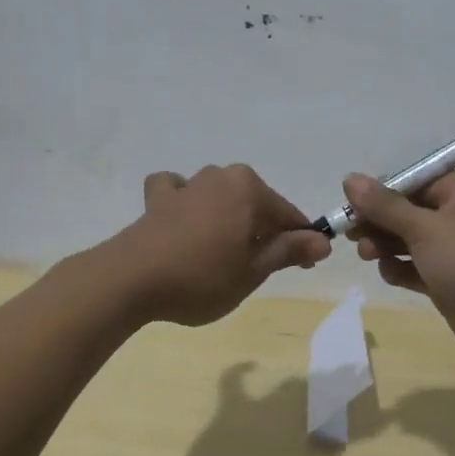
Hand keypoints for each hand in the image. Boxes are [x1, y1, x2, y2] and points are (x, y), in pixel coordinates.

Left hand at [113, 165, 331, 326]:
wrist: (131, 278)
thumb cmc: (202, 277)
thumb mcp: (253, 271)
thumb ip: (289, 250)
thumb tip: (323, 240)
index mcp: (251, 190)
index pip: (289, 216)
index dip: (300, 243)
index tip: (303, 268)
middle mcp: (222, 176)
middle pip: (256, 204)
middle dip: (263, 230)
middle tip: (259, 268)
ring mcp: (188, 184)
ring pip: (221, 197)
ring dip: (227, 218)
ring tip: (221, 252)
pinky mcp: (158, 198)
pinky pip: (180, 193)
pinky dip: (185, 202)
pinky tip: (182, 222)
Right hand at [344, 171, 454, 369]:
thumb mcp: (425, 227)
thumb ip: (385, 205)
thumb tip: (349, 178)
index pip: (416, 181)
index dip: (382, 192)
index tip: (351, 204)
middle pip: (411, 211)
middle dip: (380, 222)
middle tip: (351, 234)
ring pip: (413, 241)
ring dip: (387, 245)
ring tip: (366, 254)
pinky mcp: (453, 282)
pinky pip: (420, 268)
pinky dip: (402, 269)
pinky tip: (388, 273)